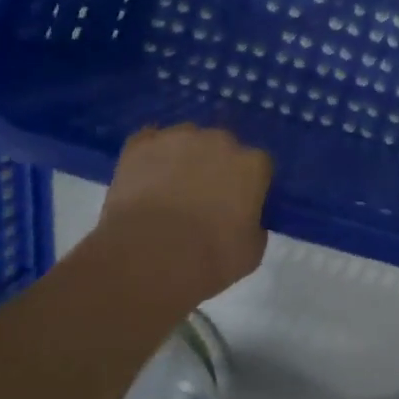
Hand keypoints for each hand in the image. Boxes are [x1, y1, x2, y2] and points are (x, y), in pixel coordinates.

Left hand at [94, 125, 272, 310]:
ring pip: (186, 139)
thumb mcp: (251, 252)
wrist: (147, 260)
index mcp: (252, 165)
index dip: (247, 185)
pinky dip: (149, 155)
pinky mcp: (141, 145)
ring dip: (182, 157)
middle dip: (215, 166)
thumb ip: (255, 225)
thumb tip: (246, 218)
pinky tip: (144, 174)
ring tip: (168, 190)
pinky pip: (149, 141)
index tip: (237, 206)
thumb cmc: (208, 260)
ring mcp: (178, 138)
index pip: (257, 166)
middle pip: (222, 146)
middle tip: (202, 198)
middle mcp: (219, 140)